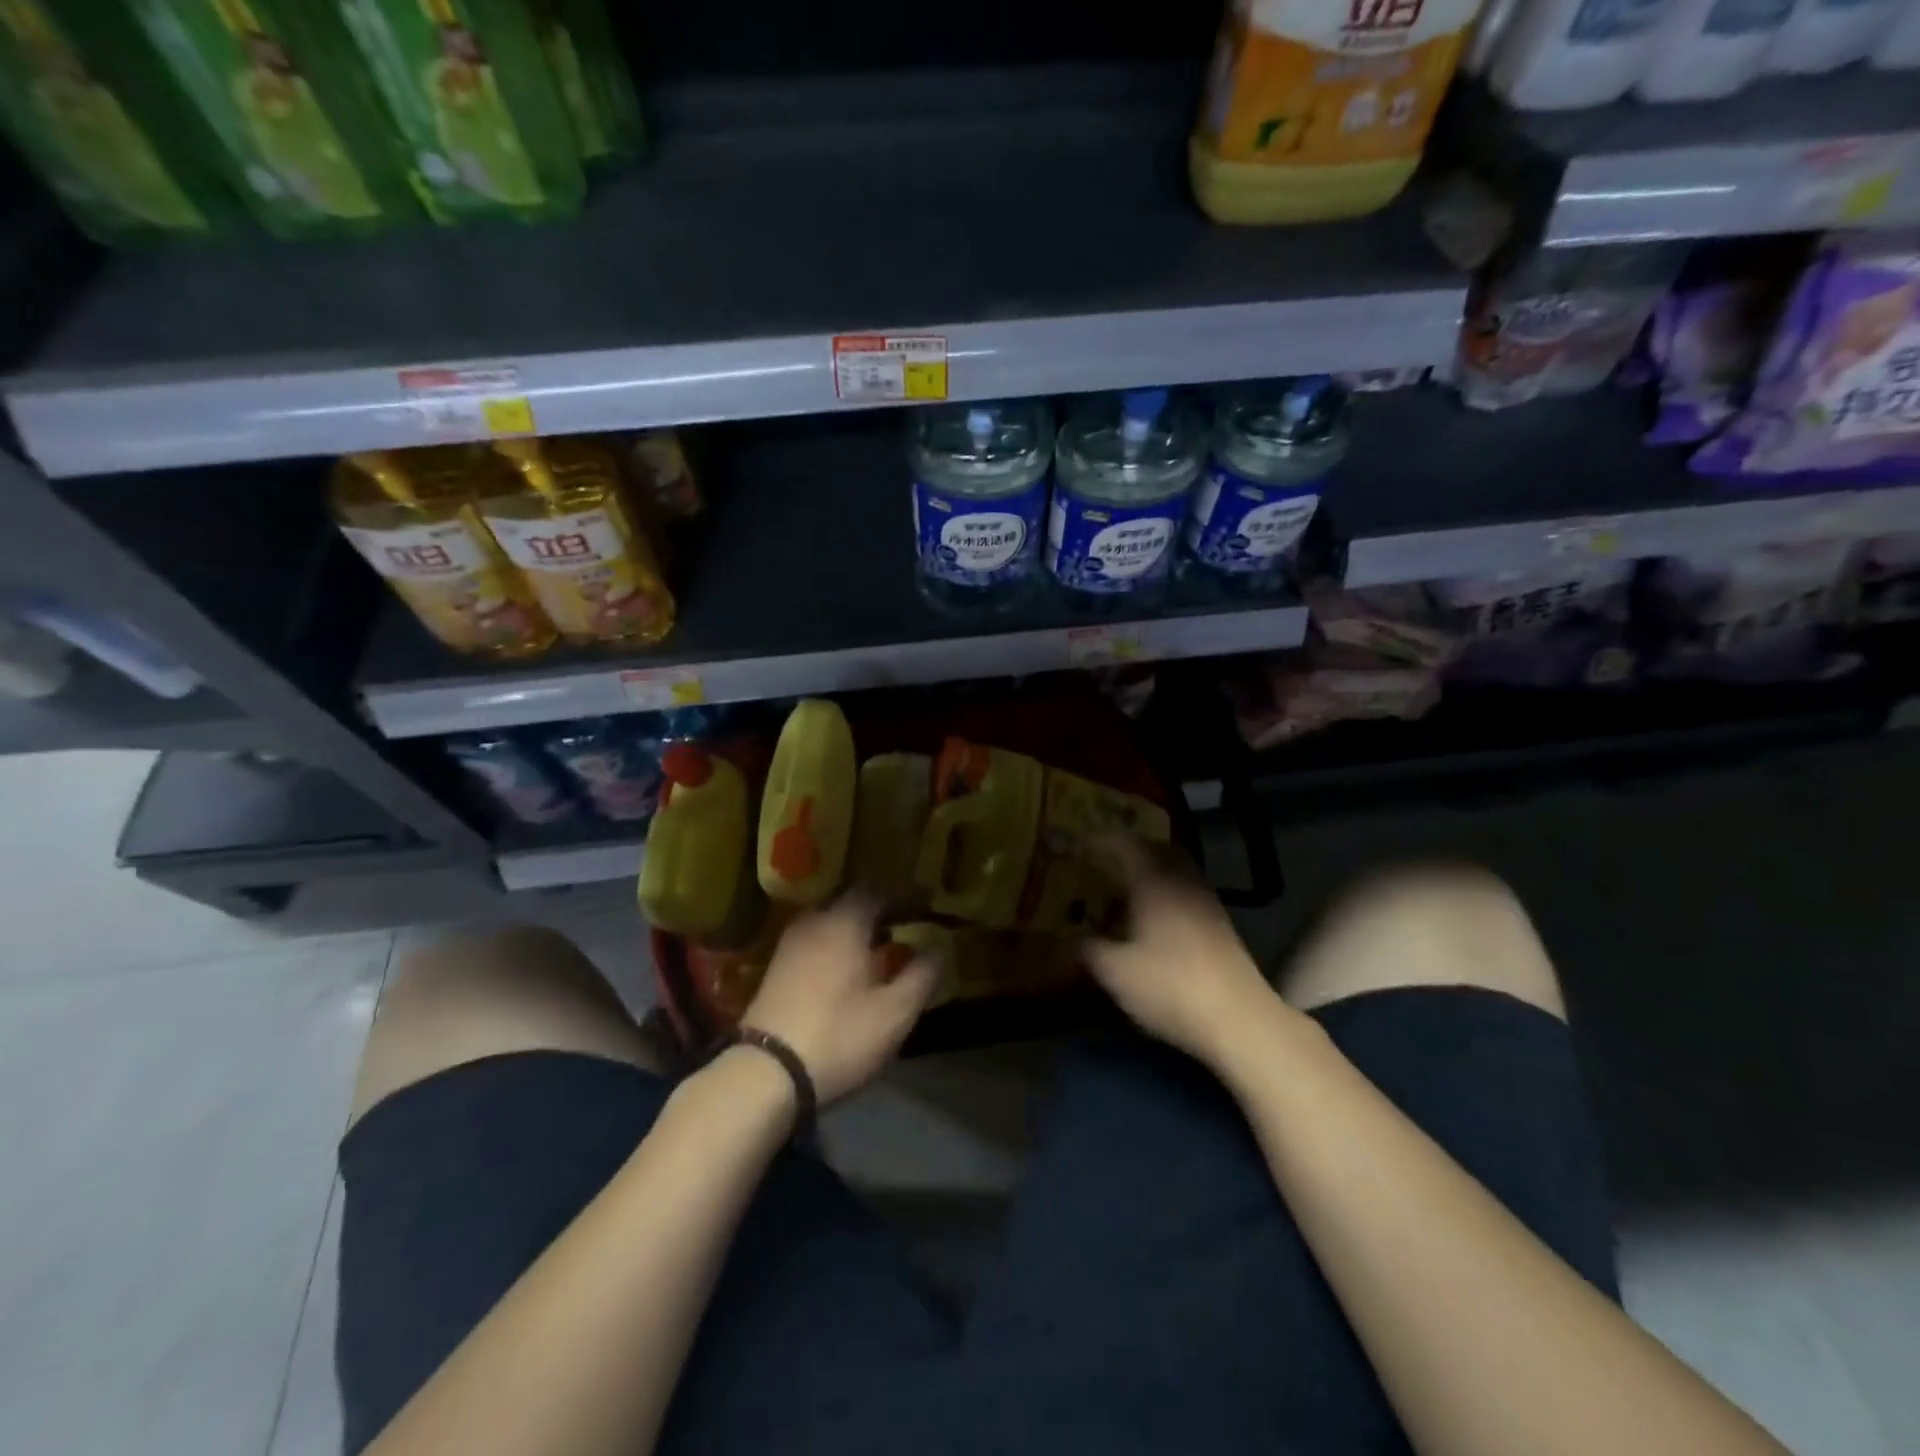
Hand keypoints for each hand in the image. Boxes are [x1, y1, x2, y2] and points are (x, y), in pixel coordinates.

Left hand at [742, 894, 938, 1105]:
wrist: (765, 1072)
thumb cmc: (839, 1035)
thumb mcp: (894, 1012)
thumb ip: (921, 975)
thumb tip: (938, 949)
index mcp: (845, 922)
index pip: (878, 891)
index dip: (905, 895)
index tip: (926, 902)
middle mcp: (814, 921)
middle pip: (851, 901)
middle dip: (880, 908)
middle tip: (905, 921)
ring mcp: (790, 943)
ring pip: (830, 920)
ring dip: (856, 926)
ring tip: (880, 944)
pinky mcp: (776, 967)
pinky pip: (815, 939)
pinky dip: (837, 942)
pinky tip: (848, 966)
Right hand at [1084, 835, 1277, 1067]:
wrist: (1239, 1020)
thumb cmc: (1170, 986)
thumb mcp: (1115, 971)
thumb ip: (1086, 948)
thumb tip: (1066, 937)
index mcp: (1155, 881)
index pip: (1125, 844)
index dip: (1100, 841)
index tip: (1078, 845)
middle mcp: (1183, 881)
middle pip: (1157, 848)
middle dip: (1129, 849)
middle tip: (1103, 860)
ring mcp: (1207, 902)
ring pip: (1176, 869)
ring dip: (1150, 869)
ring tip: (1124, 887)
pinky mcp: (1220, 925)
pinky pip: (1186, 890)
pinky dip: (1165, 890)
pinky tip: (1152, 916)